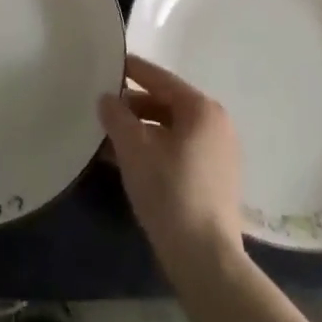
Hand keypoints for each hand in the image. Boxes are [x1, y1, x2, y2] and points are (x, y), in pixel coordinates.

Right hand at [98, 54, 245, 282]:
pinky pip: (178, 150)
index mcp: (201, 109)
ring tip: (108, 137)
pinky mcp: (215, 179)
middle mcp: (216, 124)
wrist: (206, 259)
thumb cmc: (169, 191)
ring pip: (171, 130)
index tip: (110, 63)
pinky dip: (154, 149)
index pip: (160, 79)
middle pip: (167, 104)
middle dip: (133, 106)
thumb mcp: (134, 149)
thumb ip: (116, 116)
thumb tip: (107, 98)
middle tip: (102, 107)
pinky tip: (127, 160)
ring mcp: (219, 153)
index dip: (133, 70)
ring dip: (140, 130)